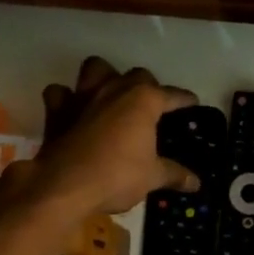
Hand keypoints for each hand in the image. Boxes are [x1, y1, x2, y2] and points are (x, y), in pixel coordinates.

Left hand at [26, 57, 199, 216]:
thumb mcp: (151, 177)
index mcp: (143, 100)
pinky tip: (73, 110)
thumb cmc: (116, 176)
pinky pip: (60, 93)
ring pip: (95, 68)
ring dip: (104, 76)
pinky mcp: (57, 110)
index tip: (192, 104)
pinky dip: (66, 98)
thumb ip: (174, 174)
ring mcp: (83, 95)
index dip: (185, 100)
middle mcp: (115, 89)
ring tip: (111, 94)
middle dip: (147, 86)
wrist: (64, 186)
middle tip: (151, 107)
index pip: (172, 95)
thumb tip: (196, 183)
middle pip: (137, 75)